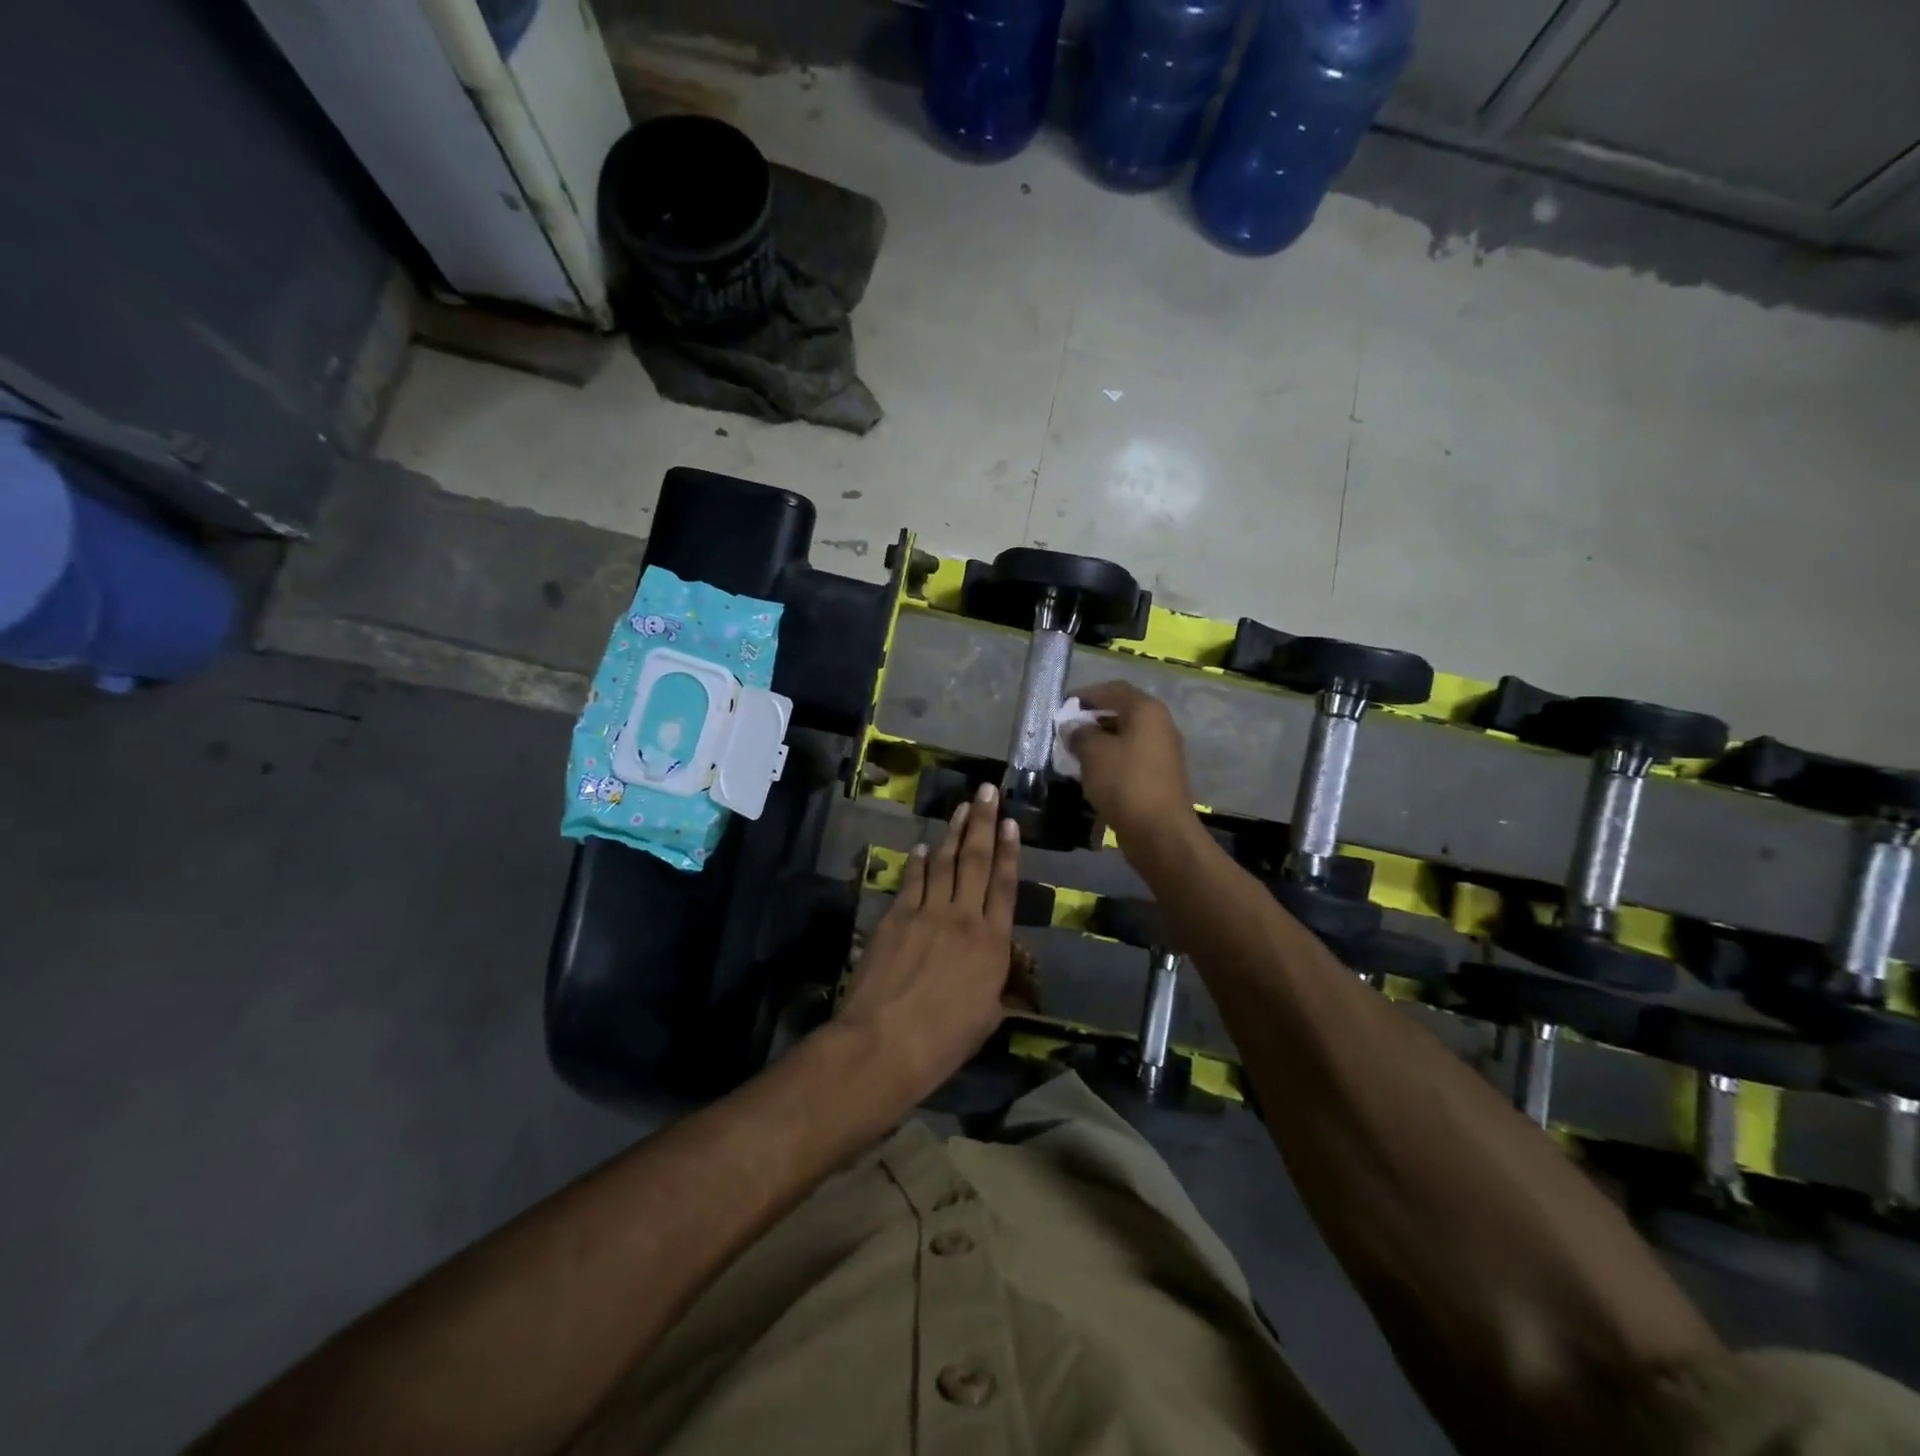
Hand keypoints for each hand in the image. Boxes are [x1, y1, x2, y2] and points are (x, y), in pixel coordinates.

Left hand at [837, 782, 1021, 1108]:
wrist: (885, 1043)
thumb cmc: (944, 1041)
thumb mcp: (986, 1018)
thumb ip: (997, 989)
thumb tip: (1002, 977)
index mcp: (992, 943)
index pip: (1005, 886)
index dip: (1010, 851)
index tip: (1012, 822)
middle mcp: (963, 918)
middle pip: (977, 861)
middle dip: (984, 823)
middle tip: (987, 791)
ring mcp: (927, 913)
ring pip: (944, 863)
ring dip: (953, 832)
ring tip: (962, 807)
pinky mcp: (895, 916)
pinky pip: (911, 881)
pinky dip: (917, 862)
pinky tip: (920, 847)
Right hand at [1066, 681, 1196, 850]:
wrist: (1159, 832)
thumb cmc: (1124, 783)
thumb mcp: (1092, 753)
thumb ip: (1079, 734)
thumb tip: (1073, 728)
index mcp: (1146, 711)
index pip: (1113, 689)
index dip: (1087, 694)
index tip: (1063, 706)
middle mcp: (1160, 725)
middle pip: (1121, 712)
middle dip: (1092, 719)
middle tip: (1066, 731)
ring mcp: (1163, 752)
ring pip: (1125, 738)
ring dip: (1100, 742)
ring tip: (1073, 753)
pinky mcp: (1160, 776)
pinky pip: (1130, 759)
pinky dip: (1111, 761)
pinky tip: (1091, 774)